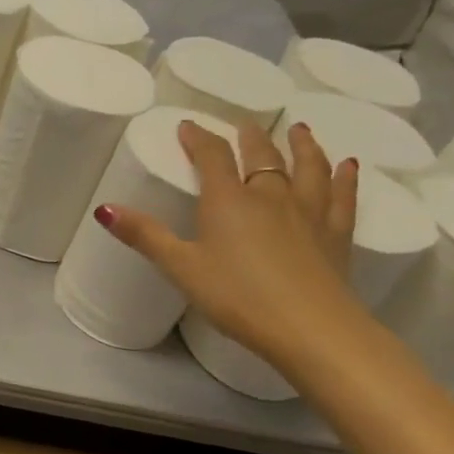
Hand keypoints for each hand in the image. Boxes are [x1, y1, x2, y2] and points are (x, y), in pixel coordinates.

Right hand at [95, 119, 365, 369]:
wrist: (311, 329)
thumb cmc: (237, 296)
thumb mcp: (181, 267)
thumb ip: (144, 236)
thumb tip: (103, 208)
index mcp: (228, 201)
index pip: (212, 156)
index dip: (199, 138)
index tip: (188, 125)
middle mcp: (270, 196)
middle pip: (261, 156)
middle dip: (249, 137)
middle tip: (243, 125)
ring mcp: (309, 213)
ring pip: (308, 168)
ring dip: (303, 146)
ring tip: (299, 129)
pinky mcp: (337, 235)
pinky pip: (343, 198)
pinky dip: (346, 178)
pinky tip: (349, 166)